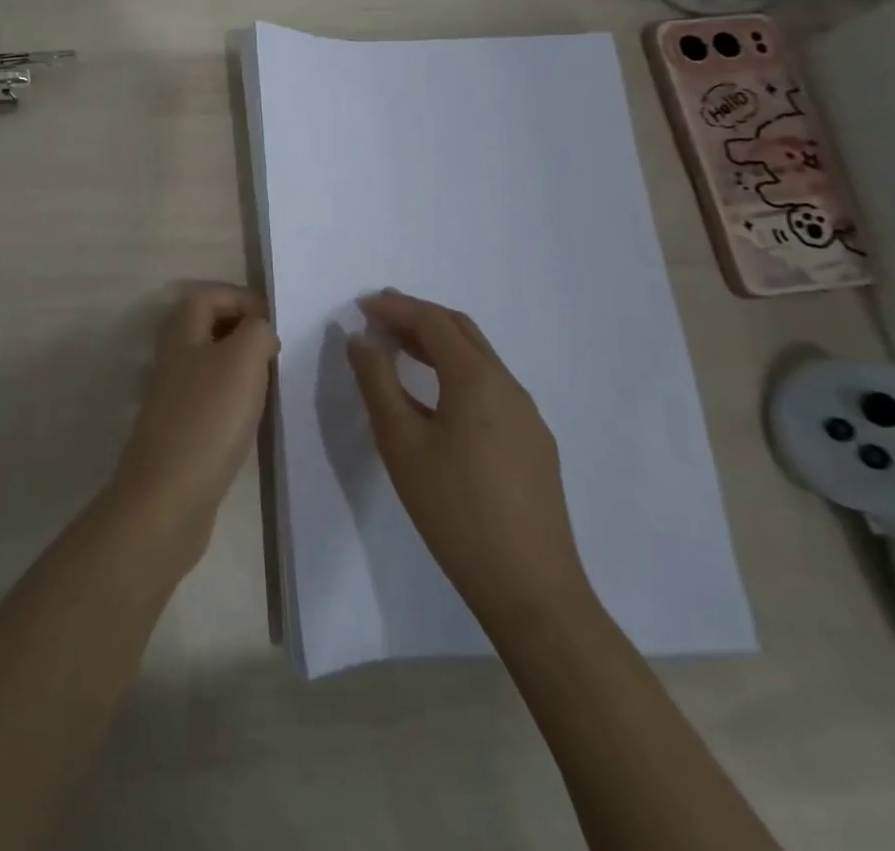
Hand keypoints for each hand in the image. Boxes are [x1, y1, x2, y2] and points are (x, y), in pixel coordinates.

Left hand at [109, 284, 277, 563]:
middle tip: (276, 348)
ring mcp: (175, 396)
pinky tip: (254, 415)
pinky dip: (235, 396)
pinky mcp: (182, 429)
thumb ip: (257, 331)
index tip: (274, 318)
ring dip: (241, 364)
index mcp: (182, 333)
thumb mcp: (243, 360)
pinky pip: (212, 397)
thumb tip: (259, 330)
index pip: (207, 295)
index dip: (240, 296)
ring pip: (211, 362)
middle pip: (207, 326)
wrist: (170, 495)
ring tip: (272, 379)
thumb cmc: (209, 417)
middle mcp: (174, 358)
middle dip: (243, 328)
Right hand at [347, 289, 590, 623]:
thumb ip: (377, 382)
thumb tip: (361, 339)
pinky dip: (457, 371)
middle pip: (462, 331)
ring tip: (400, 347)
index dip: (396, 307)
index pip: (433, 322)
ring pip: (480, 359)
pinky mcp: (533, 443)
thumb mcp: (401, 442)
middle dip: (419, 316)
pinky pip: (491, 386)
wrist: (531, 588)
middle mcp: (508, 386)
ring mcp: (527, 416)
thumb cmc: (454, 509)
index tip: (362, 305)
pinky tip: (437, 396)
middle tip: (380, 315)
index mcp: (477, 379)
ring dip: (439, 343)